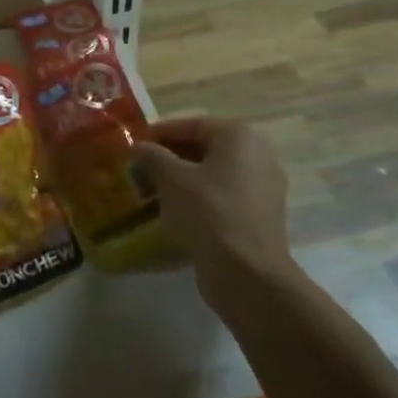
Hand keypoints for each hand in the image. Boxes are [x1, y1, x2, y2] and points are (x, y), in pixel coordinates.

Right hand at [132, 117, 295, 304]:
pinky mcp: (260, 214)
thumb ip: (153, 156)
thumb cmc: (208, 212)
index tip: (134, 143)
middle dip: (170, 157)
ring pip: (214, 173)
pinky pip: (224, 195)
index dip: (159, 133)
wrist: (247, 273)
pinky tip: (176, 211)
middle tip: (140, 169)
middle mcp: (258, 153)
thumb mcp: (172, 179)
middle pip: (204, 147)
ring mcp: (263, 185)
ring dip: (183, 179)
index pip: (191, 124)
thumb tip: (138, 146)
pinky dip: (200, 198)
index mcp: (239, 135)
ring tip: (152, 190)